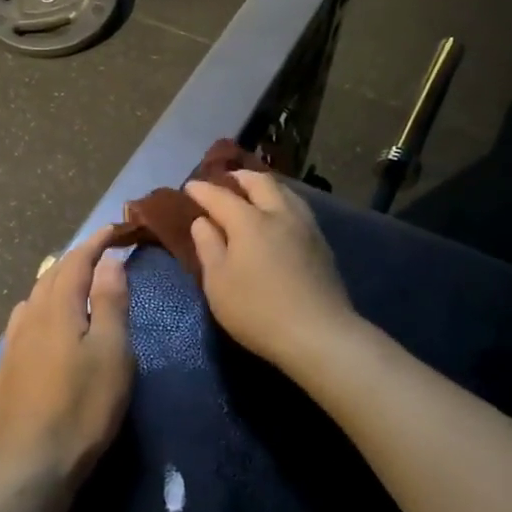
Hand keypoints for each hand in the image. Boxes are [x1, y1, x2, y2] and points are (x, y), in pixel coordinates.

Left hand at [0, 226, 133, 490]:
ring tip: (70, 285)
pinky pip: (20, 327)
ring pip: (31, 300)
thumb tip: (107, 261)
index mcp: (58, 308)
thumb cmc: (83, 406)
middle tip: (97, 253)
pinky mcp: (3, 373)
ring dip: (52, 284)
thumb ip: (110, 302)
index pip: (76, 261)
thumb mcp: (112, 352)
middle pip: (49, 276)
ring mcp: (11, 347)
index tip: (114, 230)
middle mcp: (29, 319)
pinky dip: (37, 313)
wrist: (31, 464)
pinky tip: (38, 329)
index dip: (95, 243)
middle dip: (74, 259)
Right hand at [185, 171, 357, 374]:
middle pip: (260, 183)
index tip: (190, 186)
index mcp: (249, 221)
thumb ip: (208, 247)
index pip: (220, 196)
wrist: (319, 334)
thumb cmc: (257, 310)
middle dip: (239, 177)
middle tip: (226, 180)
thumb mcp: (218, 283)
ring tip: (254, 193)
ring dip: (265, 187)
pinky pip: (298, 208)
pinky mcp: (321, 244)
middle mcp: (279, 214)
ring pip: (285, 192)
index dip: (203, 190)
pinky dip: (282, 202)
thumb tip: (203, 222)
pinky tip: (279, 216)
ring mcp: (305, 227)